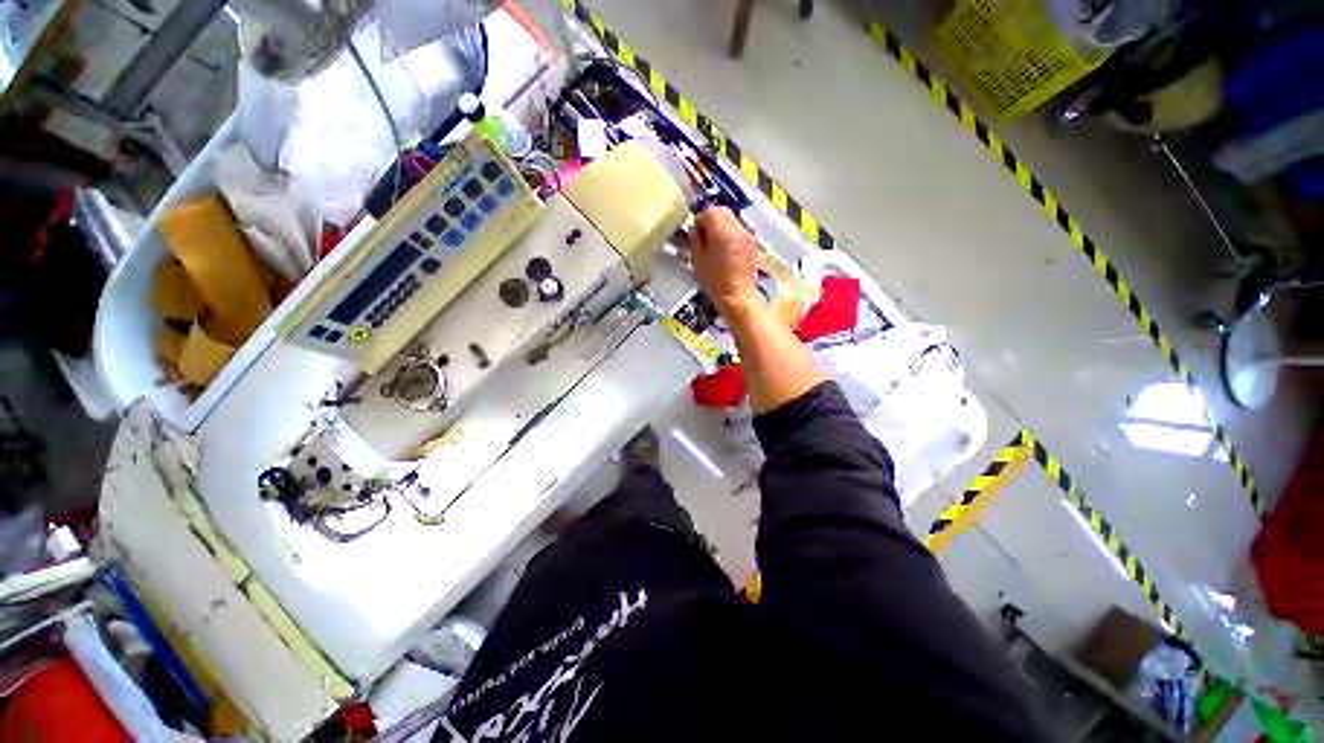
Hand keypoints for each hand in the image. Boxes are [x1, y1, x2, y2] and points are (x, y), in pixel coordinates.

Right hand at [691, 207, 760, 312]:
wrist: (738, 294)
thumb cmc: (715, 280)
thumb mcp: (698, 259)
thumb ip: (695, 239)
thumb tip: (696, 229)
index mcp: (721, 230)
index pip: (709, 211)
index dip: (701, 221)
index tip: (698, 234)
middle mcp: (736, 227)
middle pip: (722, 211)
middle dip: (713, 220)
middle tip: (707, 237)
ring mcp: (747, 233)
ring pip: (732, 219)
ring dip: (723, 226)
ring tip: (718, 244)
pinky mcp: (753, 241)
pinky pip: (740, 229)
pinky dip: (732, 233)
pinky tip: (728, 250)